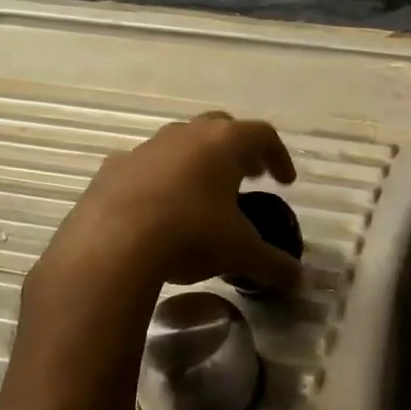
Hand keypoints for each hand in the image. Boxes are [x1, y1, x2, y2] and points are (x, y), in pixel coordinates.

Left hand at [21, 113, 302, 340]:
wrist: (110, 248)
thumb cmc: (190, 236)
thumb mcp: (240, 253)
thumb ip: (273, 264)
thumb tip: (300, 281)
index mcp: (224, 143)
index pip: (263, 136)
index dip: (279, 156)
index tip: (285, 181)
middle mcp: (186, 134)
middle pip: (221, 128)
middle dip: (238, 151)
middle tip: (248, 177)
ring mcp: (146, 148)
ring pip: (180, 143)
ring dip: (197, 162)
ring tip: (203, 194)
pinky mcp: (112, 168)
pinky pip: (144, 166)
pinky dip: (158, 180)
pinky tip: (158, 209)